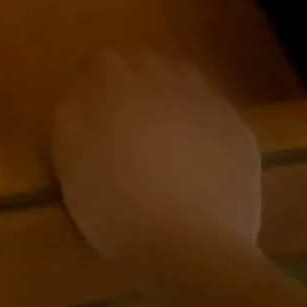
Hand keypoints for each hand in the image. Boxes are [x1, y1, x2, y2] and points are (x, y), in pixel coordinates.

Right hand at [51, 50, 260, 268]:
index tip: (92, 109)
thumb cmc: (118, 206)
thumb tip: (79, 94)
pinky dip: (205, 126)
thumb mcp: (70, 166)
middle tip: (128, 119)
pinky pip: (216, 114)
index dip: (95, 81)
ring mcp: (206, 103)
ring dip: (173, 95)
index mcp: (117, 87)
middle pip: (146, 62)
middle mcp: (164, 82)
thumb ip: (68, 119)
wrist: (192, 246)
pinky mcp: (238, 130)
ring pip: (185, 80)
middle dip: (135, 81)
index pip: (102, 61)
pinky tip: (201, 158)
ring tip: (167, 132)